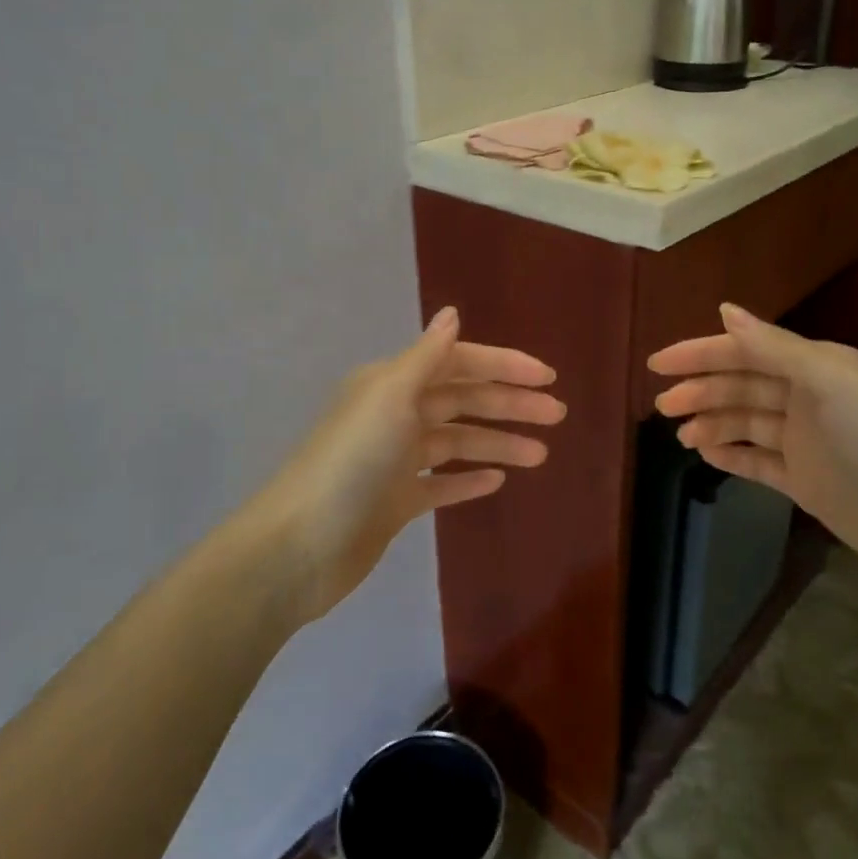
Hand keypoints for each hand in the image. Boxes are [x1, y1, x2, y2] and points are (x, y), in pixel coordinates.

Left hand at [244, 307, 563, 623]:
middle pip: (461, 401)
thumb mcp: (389, 397)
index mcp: (391, 384)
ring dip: (498, 443)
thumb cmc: (350, 463)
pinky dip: (467, 478)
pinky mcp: (394, 501)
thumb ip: (426, 357)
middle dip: (509, 404)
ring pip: (456, 442)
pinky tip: (497, 480)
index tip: (547, 376)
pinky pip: (440, 483)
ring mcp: (394, 461)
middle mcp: (393, 415)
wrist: (300, 546)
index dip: (503, 366)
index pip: (457, 364)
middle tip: (557, 415)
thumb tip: (452, 313)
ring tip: (540, 454)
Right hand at [648, 304, 857, 587]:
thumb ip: (774, 347)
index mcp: (814, 366)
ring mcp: (805, 440)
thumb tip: (725, 310)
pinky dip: (730, 454)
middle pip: (740, 386)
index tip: (657, 364)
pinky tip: (705, 454)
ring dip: (711, 423)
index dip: (700, 354)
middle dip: (700, 391)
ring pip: (744, 423)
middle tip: (661, 406)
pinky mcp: (805, 479)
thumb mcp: (829, 382)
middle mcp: (807, 397)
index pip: (745, 351)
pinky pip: (757, 461)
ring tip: (680, 436)